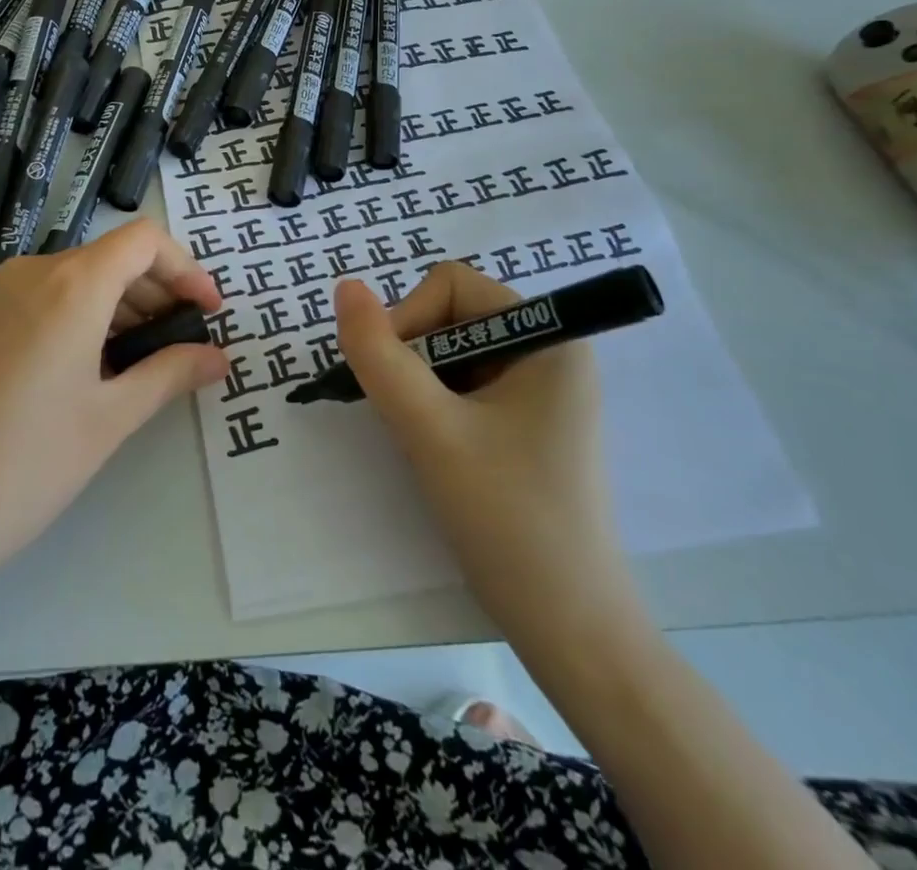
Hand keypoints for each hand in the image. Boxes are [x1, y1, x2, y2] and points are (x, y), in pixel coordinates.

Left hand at [0, 220, 227, 613]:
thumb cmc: (22, 466)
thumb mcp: (108, 420)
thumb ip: (169, 376)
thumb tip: (217, 357)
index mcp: (71, 284)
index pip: (144, 240)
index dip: (186, 268)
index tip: (208, 313)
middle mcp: (30, 275)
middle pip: (110, 258)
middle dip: (156, 292)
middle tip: (181, 346)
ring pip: (74, 281)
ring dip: (117, 309)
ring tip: (139, 366)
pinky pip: (40, 302)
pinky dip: (78, 320)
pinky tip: (84, 375)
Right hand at [335, 264, 638, 644]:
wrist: (570, 630)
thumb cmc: (507, 519)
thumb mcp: (430, 430)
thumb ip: (380, 355)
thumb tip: (345, 287)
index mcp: (549, 338)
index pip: (451, 285)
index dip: (409, 319)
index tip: (396, 380)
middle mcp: (551, 352)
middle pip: (451, 316)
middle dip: (414, 358)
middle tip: (409, 418)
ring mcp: (542, 391)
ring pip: (452, 353)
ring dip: (421, 386)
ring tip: (425, 440)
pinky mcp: (530, 423)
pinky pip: (465, 386)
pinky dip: (436, 407)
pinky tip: (441, 451)